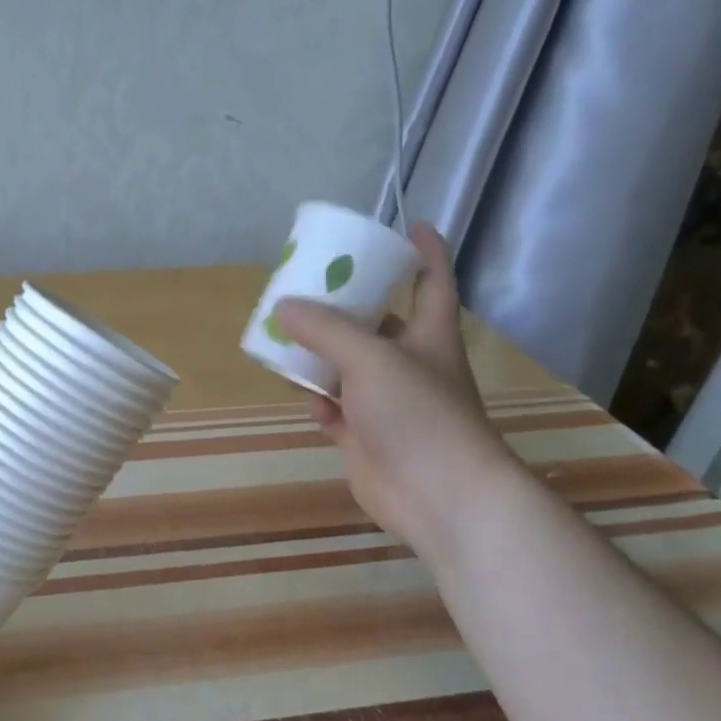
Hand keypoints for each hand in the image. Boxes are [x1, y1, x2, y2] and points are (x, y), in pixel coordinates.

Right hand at [273, 223, 514, 550]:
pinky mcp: (367, 438)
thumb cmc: (418, 413)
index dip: (426, 251)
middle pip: (378, 325)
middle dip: (347, 307)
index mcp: (429, 335)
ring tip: (286, 339)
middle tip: (309, 288)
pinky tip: (303, 396)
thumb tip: (284, 307)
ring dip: (321, 357)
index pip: (432, 281)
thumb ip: (326, 330)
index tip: (410, 225)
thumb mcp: (370, 358)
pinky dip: (320, 402)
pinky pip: (337, 411)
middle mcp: (411, 365)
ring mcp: (388, 405)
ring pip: (349, 370)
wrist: (437, 495)